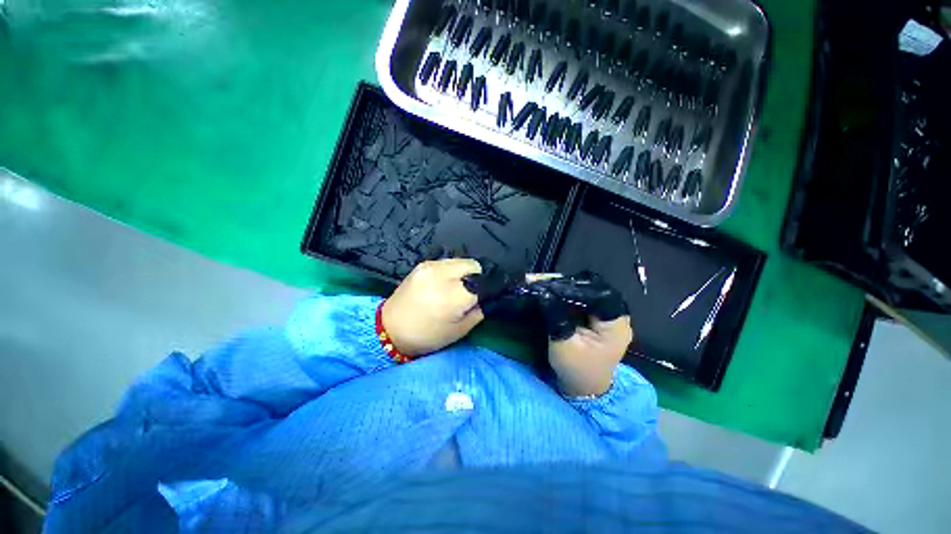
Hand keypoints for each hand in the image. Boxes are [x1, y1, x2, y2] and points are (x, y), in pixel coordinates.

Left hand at [382, 259, 483, 355]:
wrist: (390, 329)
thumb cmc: (426, 336)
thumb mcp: (459, 331)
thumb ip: (478, 312)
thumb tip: (484, 298)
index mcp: (453, 295)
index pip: (482, 282)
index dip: (487, 289)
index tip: (485, 296)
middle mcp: (443, 274)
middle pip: (473, 264)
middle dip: (476, 276)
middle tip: (469, 292)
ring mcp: (431, 266)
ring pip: (460, 260)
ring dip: (463, 272)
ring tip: (455, 287)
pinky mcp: (422, 264)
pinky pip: (446, 262)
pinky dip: (451, 271)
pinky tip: (443, 283)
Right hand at [530, 273, 632, 396]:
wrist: (583, 388)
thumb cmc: (576, 370)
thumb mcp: (563, 345)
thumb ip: (556, 318)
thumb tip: (544, 293)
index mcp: (616, 325)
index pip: (599, 295)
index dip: (576, 287)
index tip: (552, 286)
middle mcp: (618, 316)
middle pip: (595, 289)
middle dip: (570, 284)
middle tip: (546, 281)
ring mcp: (609, 316)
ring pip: (590, 292)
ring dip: (568, 287)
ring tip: (547, 283)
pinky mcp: (599, 317)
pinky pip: (585, 299)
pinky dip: (570, 294)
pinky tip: (555, 291)